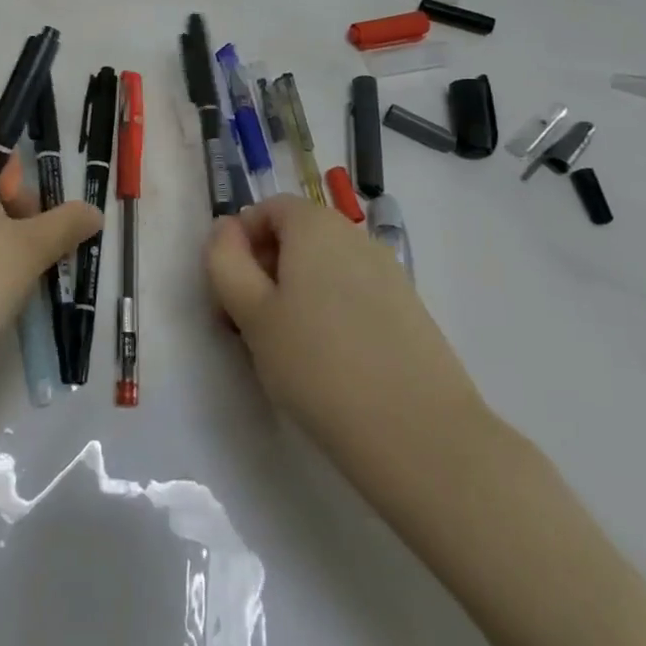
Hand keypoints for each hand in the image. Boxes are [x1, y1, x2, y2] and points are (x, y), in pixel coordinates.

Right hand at [205, 196, 495, 518]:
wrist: (420, 436)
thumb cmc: (318, 365)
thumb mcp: (251, 312)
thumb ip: (225, 260)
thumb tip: (225, 229)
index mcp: (315, 225)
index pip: (267, 209)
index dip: (240, 243)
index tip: (230, 292)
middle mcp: (354, 236)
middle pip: (296, 236)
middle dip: (265, 269)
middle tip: (250, 324)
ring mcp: (388, 272)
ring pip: (324, 268)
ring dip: (296, 293)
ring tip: (287, 348)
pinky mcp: (409, 309)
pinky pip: (353, 294)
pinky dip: (330, 312)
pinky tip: (329, 362)